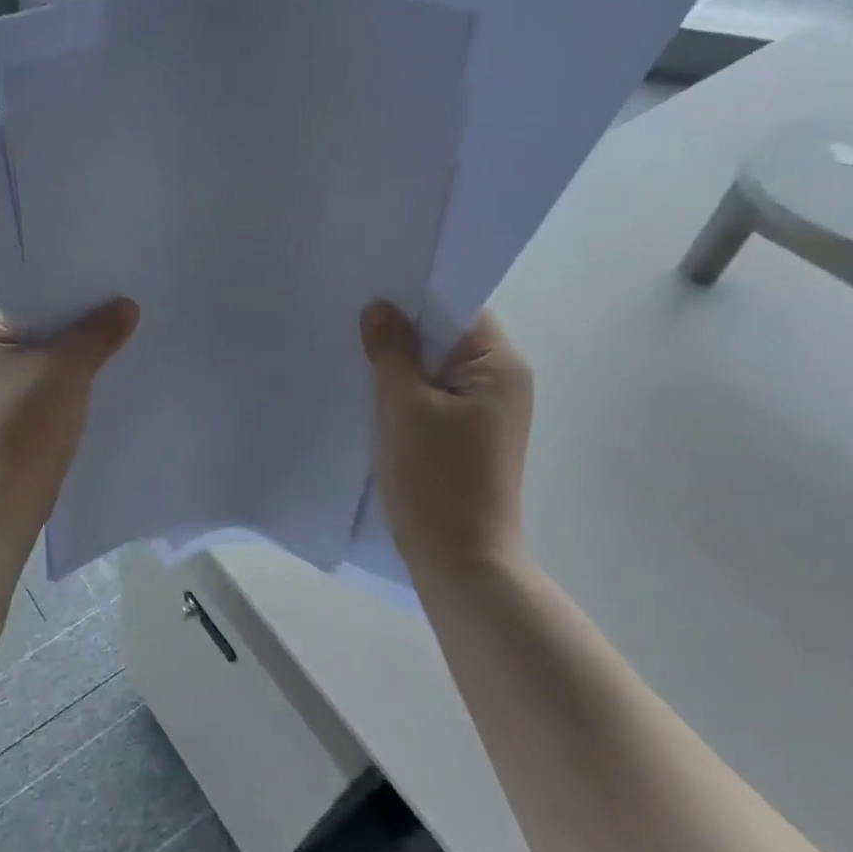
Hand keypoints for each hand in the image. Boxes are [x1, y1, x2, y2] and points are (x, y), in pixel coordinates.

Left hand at [0, 299, 139, 513]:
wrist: (9, 496)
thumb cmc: (29, 423)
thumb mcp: (67, 369)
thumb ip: (98, 333)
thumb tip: (128, 305)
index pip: (33, 294)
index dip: (73, 286)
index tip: (111, 278)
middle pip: (47, 323)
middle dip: (84, 319)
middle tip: (127, 303)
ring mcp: (6, 383)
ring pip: (55, 353)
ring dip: (84, 349)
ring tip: (126, 332)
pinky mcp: (23, 409)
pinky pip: (57, 379)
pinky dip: (80, 375)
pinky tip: (111, 370)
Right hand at [362, 302, 532, 572]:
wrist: (459, 559)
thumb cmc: (435, 477)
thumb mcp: (404, 406)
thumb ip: (391, 350)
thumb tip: (380, 307)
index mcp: (499, 365)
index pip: (458, 308)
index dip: (414, 298)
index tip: (370, 292)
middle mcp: (501, 382)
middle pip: (446, 338)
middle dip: (401, 332)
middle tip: (350, 320)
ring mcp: (486, 413)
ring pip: (436, 371)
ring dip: (400, 365)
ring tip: (353, 353)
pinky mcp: (467, 438)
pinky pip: (433, 399)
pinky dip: (405, 394)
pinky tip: (369, 394)